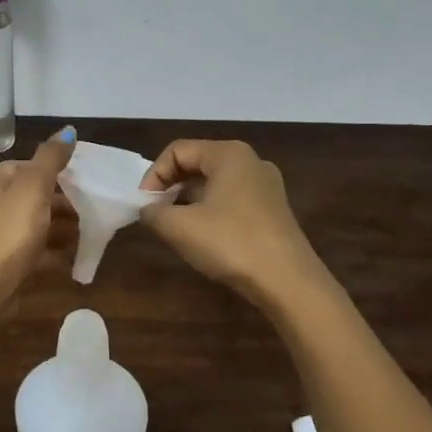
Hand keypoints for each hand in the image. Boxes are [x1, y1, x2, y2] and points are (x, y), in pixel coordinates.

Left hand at [0, 127, 76, 304]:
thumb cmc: (7, 232)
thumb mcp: (33, 188)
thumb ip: (51, 159)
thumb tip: (67, 130)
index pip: (21, 167)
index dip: (51, 171)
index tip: (79, 181)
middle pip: (27, 198)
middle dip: (59, 203)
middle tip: (88, 209)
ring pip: (29, 226)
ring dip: (57, 229)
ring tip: (86, 233)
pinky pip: (29, 253)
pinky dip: (49, 253)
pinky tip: (71, 259)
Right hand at [139, 139, 325, 304]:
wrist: (287, 281)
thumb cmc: (230, 243)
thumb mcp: (178, 227)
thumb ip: (153, 212)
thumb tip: (148, 210)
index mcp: (228, 154)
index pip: (177, 151)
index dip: (153, 175)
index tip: (144, 205)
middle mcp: (250, 161)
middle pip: (197, 163)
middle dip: (170, 187)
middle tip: (155, 215)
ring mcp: (266, 186)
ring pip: (214, 184)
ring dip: (188, 201)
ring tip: (175, 228)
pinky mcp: (273, 210)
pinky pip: (231, 200)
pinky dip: (210, 212)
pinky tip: (204, 238)